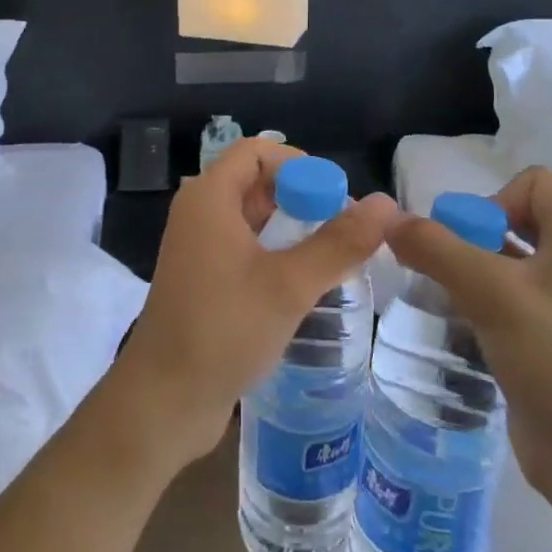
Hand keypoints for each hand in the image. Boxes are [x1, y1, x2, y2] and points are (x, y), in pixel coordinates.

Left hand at [107, 139, 398, 476]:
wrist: (164, 400)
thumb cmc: (223, 330)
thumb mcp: (288, 285)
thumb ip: (339, 243)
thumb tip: (387, 204)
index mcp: (209, 197)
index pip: (257, 151)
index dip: (298, 164)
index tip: (335, 197)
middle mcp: (199, 212)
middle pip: (256, 181)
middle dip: (301, 196)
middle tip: (344, 228)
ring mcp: (198, 246)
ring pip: (252, 216)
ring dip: (291, 226)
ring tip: (334, 254)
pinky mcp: (203, 278)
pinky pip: (244, 246)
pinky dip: (275, 251)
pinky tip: (305, 281)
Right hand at [387, 167, 551, 513]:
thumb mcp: (487, 293)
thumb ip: (434, 247)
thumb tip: (389, 219)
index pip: (531, 182)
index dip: (492, 202)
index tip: (468, 245)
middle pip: (519, 218)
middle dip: (475, 237)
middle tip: (450, 272)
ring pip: (516, 260)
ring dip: (477, 270)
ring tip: (449, 298)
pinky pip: (520, 297)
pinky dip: (490, 301)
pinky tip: (468, 326)